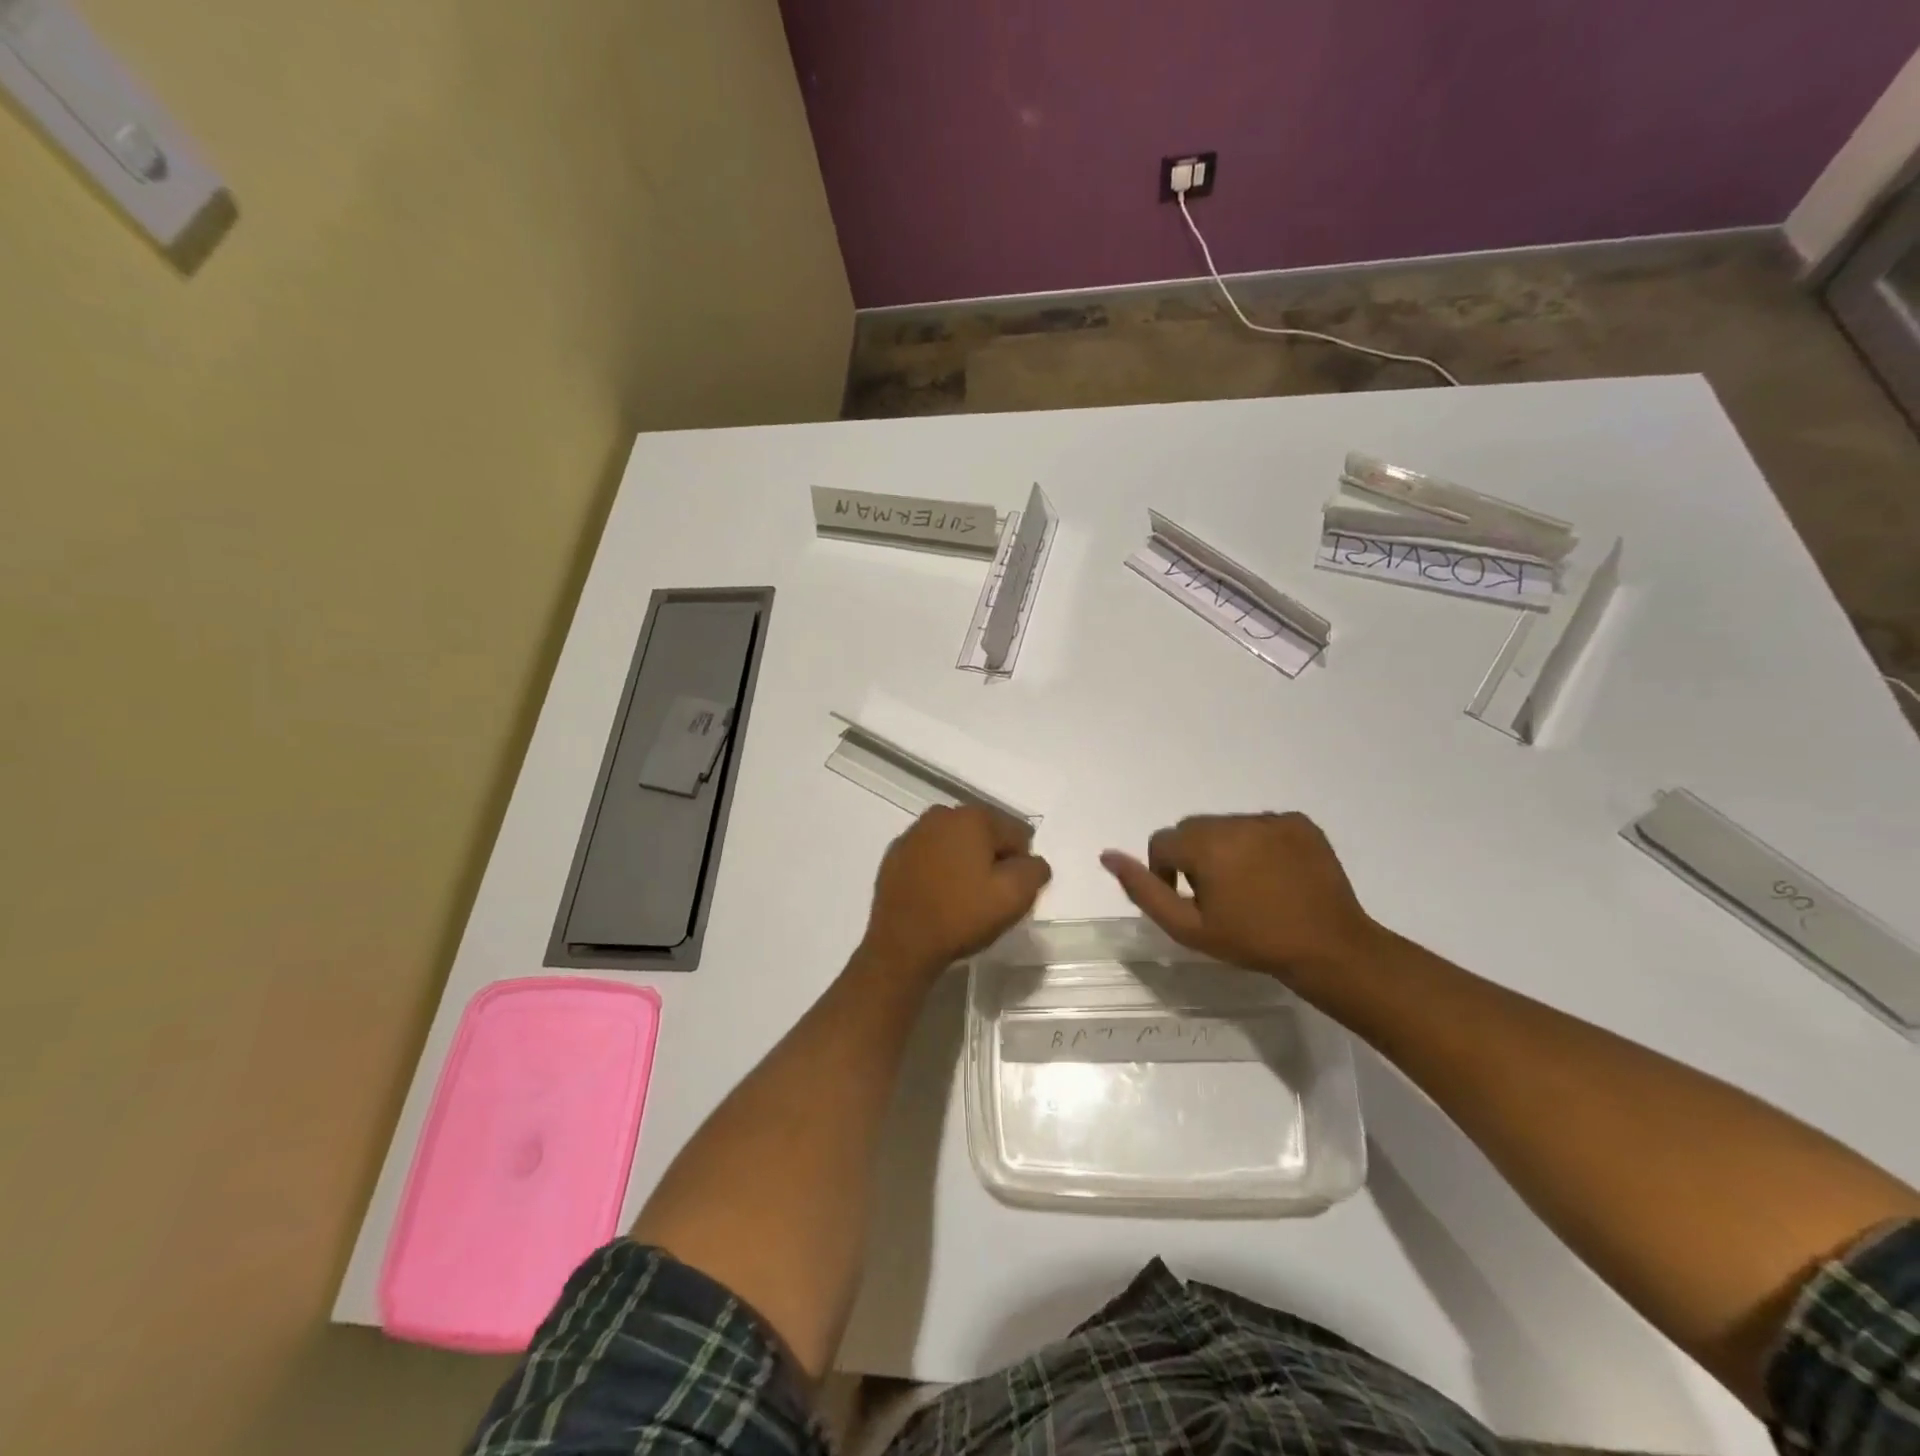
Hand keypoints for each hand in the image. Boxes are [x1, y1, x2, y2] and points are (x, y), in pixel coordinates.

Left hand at [862, 805, 1051, 977]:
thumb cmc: (962, 915)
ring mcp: (913, 833)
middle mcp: (941, 814)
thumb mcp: (1015, 896)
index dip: (1020, 865)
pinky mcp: (895, 854)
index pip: (1016, 834)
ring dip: (964, 863)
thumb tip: (1032, 862)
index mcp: (973, 816)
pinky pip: (930, 856)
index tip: (1009, 892)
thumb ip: (1035, 870)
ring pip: (955, 844)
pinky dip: (938, 870)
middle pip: (984, 835)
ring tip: (961, 898)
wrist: (901, 944)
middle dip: (991, 860)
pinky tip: (937, 896)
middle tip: (988, 896)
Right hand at [1100, 812, 1381, 982]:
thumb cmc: (1252, 942)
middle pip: (1194, 829)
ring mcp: (1272, 819)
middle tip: (1218, 896)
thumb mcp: (1187, 928)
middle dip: (1195, 856)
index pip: (1163, 842)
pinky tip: (1275, 875)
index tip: (1189, 900)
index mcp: (1205, 844)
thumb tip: (1108, 855)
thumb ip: (1143, 889)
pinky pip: (1263, 825)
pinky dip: (1260, 843)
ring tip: (1249, 886)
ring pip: (1228, 826)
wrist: (1328, 948)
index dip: (1166, 872)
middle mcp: (1236, 821)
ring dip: (1226, 848)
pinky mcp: (1300, 822)